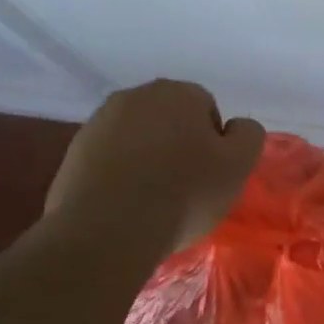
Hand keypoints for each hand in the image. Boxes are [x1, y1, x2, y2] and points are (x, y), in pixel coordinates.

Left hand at [42, 80, 264, 270]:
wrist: (107, 230)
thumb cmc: (184, 193)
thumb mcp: (239, 166)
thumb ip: (248, 136)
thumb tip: (236, 127)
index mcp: (178, 93)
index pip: (208, 108)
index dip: (215, 143)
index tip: (212, 174)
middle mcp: (135, 96)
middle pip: (171, 119)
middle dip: (181, 144)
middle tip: (188, 185)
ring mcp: (99, 123)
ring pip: (140, 137)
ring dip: (151, 159)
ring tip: (156, 198)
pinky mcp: (75, 152)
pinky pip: (112, 158)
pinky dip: (123, 174)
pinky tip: (128, 204)